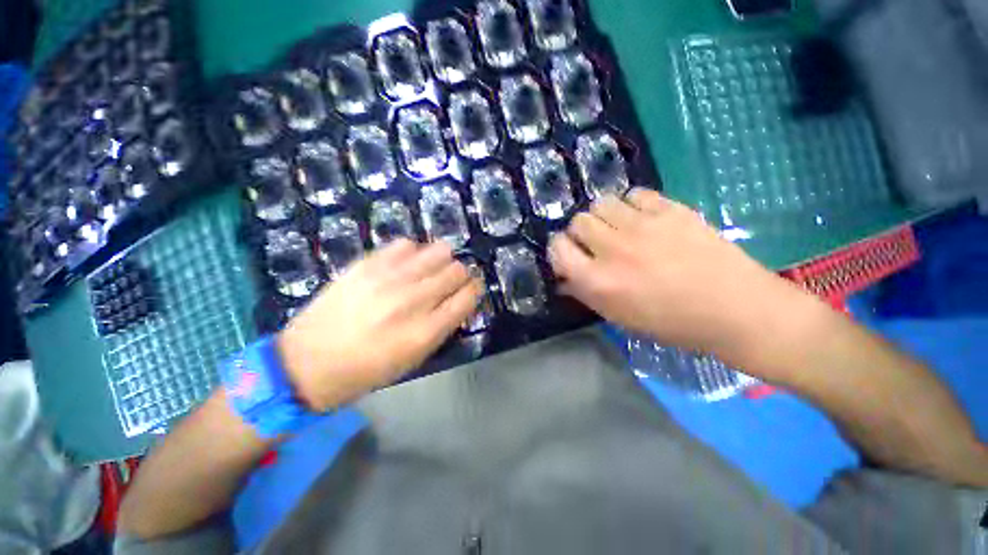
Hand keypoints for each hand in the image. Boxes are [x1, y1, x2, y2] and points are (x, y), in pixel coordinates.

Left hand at [278, 240, 482, 410]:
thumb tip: (459, 298)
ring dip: (442, 260)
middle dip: (460, 275)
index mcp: (426, 331)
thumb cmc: (367, 370)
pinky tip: (406, 265)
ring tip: (431, 270)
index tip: (469, 291)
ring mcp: (390, 278)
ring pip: (438, 251)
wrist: (306, 363)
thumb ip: (443, 326)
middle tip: (450, 282)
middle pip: (457, 270)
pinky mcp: (367, 264)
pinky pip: (406, 244)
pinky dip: (413, 253)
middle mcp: (413, 300)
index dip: (474, 290)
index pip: (468, 296)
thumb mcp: (414, 358)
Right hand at [549, 188, 800, 354]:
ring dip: (604, 215)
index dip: (558, 248)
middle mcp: (613, 249)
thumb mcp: (618, 317)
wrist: (734, 309)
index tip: (569, 252)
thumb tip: (564, 277)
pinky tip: (644, 218)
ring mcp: (643, 226)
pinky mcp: (671, 210)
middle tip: (597, 242)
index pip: (557, 248)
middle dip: (581, 232)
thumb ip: (585, 293)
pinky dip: (632, 204)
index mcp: (598, 281)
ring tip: (619, 227)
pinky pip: (635, 194)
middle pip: (578, 221)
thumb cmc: (671, 323)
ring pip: (602, 202)